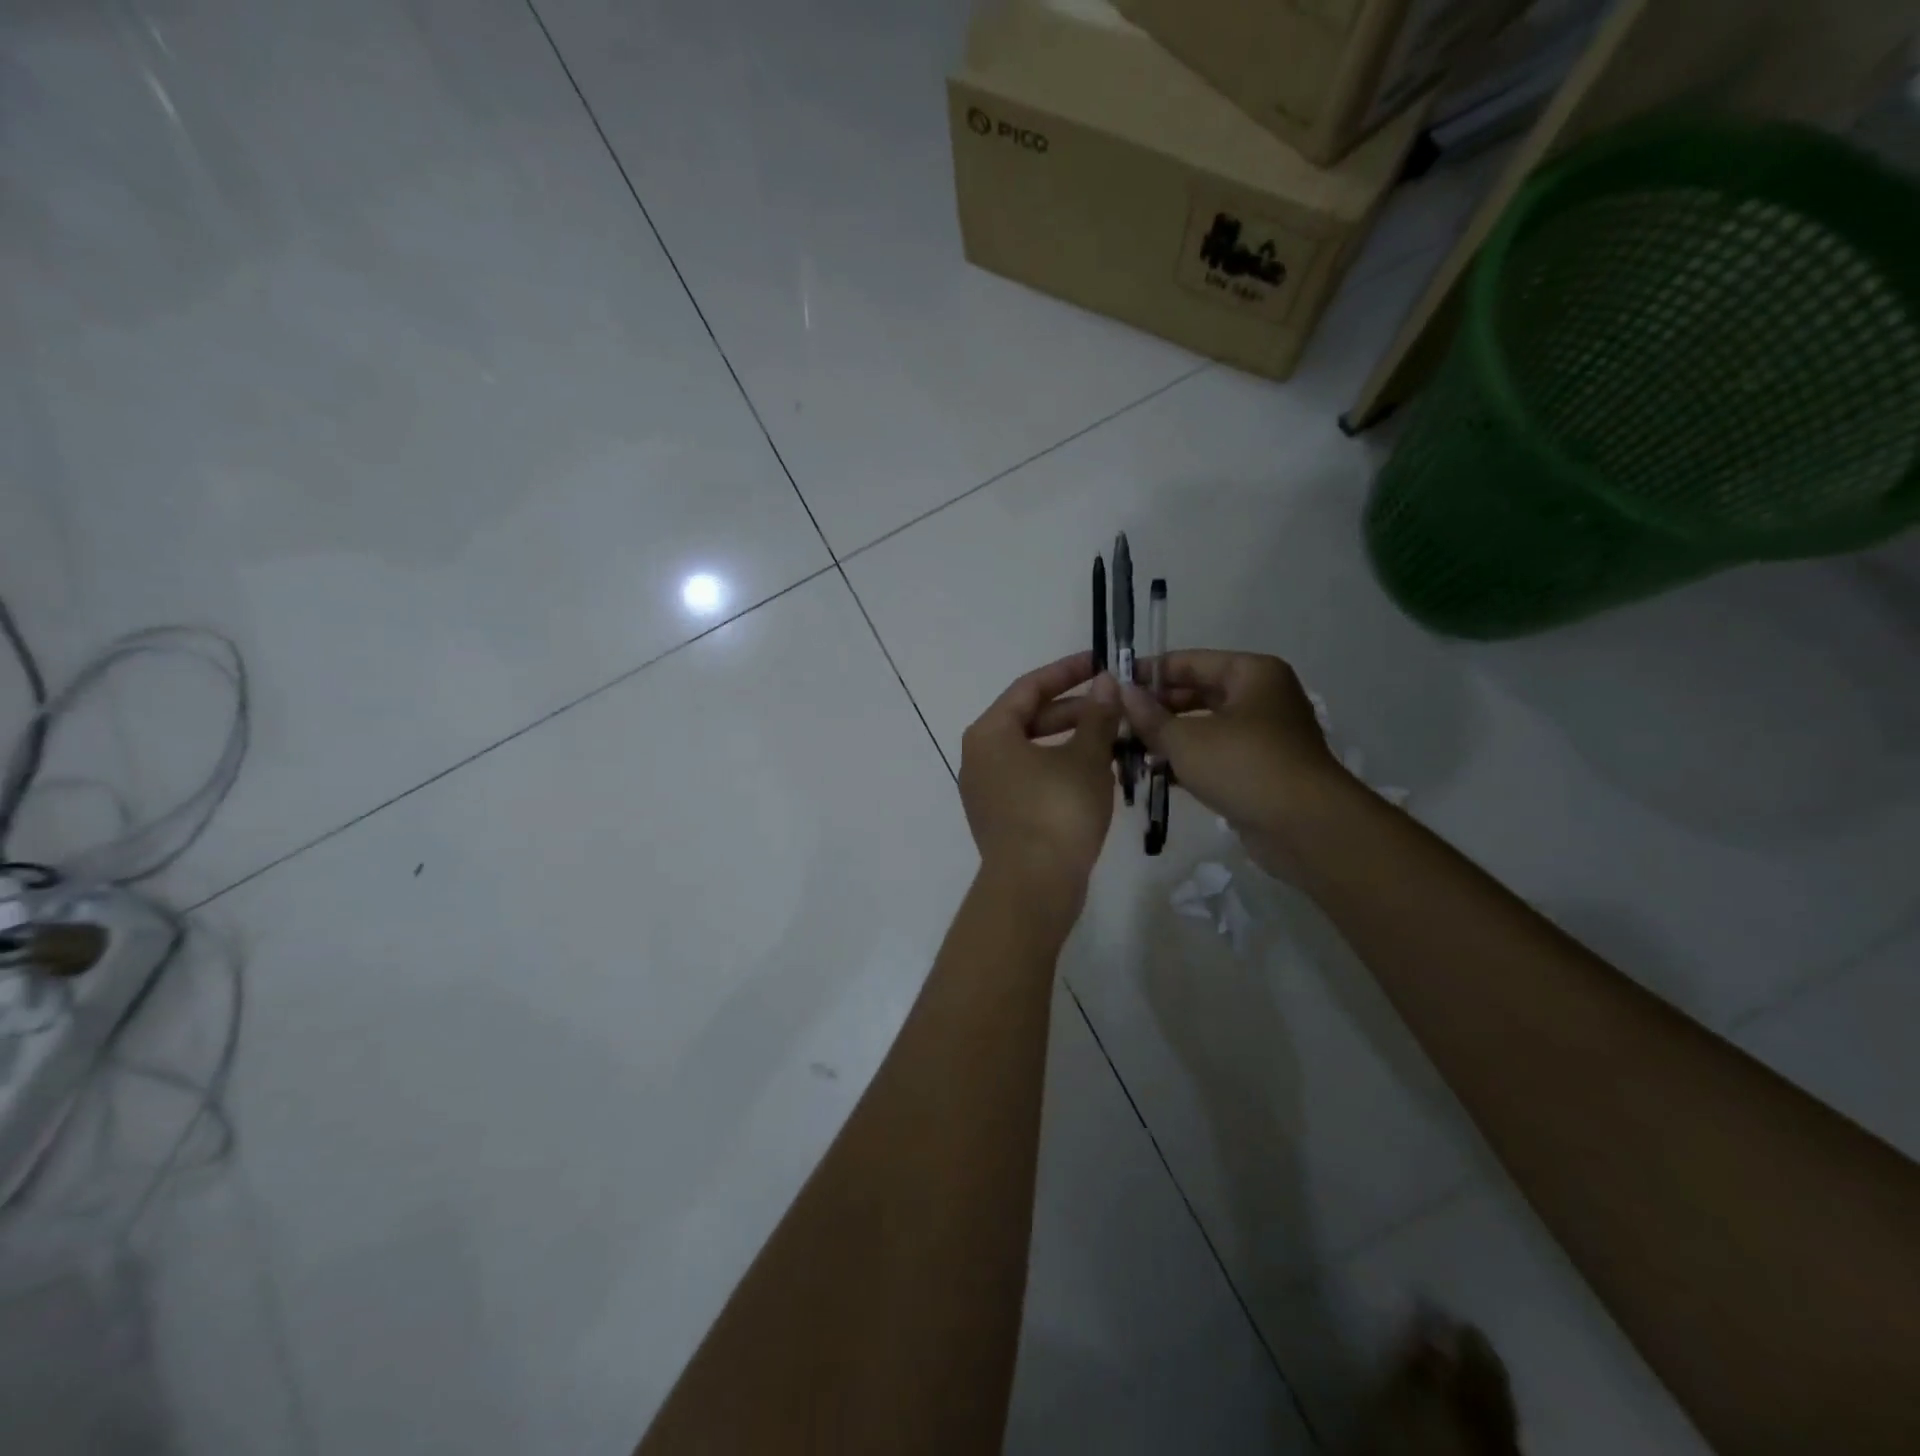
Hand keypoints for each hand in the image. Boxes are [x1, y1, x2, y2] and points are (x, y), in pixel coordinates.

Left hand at [959, 652, 1121, 917]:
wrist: (1033, 888)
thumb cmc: (1057, 811)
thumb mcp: (1085, 758)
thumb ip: (1097, 716)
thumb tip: (1106, 682)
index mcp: (990, 733)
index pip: (1029, 687)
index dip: (1067, 671)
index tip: (1101, 662)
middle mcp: (979, 757)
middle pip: (1029, 719)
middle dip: (1074, 710)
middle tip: (1115, 705)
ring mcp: (986, 790)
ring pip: (1032, 751)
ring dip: (1071, 741)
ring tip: (1113, 737)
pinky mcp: (1000, 817)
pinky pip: (1030, 779)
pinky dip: (1059, 768)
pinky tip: (1094, 773)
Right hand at [1117, 650, 1350, 878]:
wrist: (1306, 827)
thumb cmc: (1244, 766)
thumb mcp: (1185, 740)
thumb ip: (1149, 716)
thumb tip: (1120, 691)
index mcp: (1251, 673)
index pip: (1189, 661)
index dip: (1148, 672)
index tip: (1112, 686)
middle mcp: (1261, 696)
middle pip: (1197, 693)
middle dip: (1157, 708)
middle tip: (1116, 722)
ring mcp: (1264, 734)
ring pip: (1205, 726)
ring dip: (1169, 736)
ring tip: (1128, 748)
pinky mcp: (1262, 768)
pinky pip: (1216, 754)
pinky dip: (1189, 760)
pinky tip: (1155, 773)